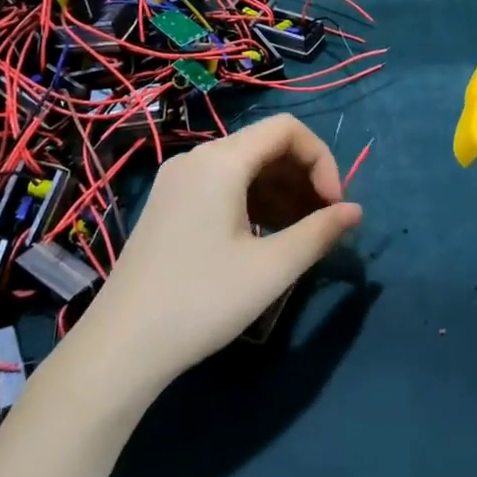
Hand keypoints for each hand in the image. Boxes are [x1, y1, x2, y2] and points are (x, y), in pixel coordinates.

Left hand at [79, 114, 361, 393]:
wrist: (121, 346)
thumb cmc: (202, 301)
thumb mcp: (271, 268)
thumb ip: (319, 232)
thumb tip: (355, 211)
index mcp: (221, 161)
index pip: (287, 129)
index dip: (321, 159)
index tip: (334, 205)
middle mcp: (197, 158)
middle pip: (265, 145)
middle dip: (303, 177)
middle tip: (323, 222)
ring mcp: (178, 180)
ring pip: (245, 167)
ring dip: (281, 191)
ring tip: (300, 234)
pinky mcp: (169, 204)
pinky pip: (223, 185)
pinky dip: (254, 201)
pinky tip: (266, 238)